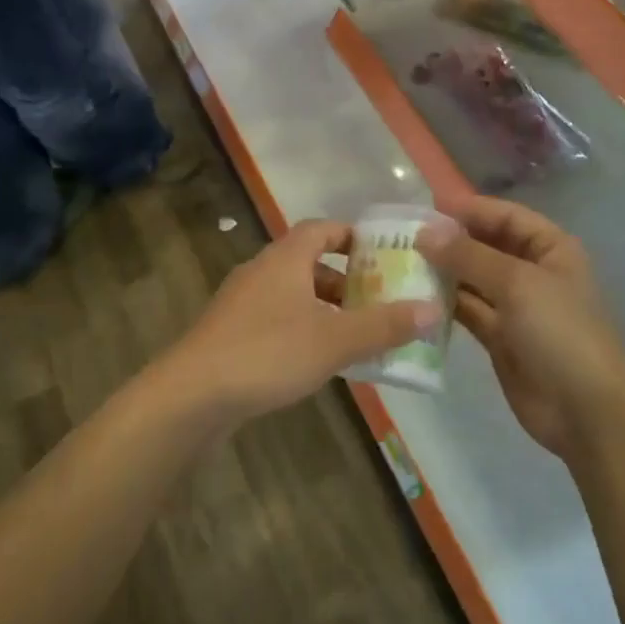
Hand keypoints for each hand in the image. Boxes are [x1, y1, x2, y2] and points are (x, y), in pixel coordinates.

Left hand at [155, 220, 438, 426]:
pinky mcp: (230, 333)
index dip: (353, 236)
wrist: (191, 394)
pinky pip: (276, 319)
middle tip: (379, 300)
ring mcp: (241, 302)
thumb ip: (384, 325)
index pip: (323, 228)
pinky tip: (318, 360)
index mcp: (285, 258)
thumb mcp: (335, 340)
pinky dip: (303, 328)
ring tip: (356, 334)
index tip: (383, 254)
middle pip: (310, 262)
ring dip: (325, 308)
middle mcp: (261, 271)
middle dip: (346, 279)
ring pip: (293, 293)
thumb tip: (433, 309)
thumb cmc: (267, 353)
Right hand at [419, 199, 624, 459]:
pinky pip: (467, 310)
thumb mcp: (517, 283)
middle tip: (403, 235)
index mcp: (550, 248)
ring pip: (473, 279)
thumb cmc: (560, 333)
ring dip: (442, 271)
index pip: (505, 216)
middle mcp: (532, 272)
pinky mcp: (499, 337)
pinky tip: (414, 296)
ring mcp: (515, 306)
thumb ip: (469, 255)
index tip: (424, 207)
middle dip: (450, 240)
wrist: (586, 411)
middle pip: (486, 245)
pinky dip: (444, 303)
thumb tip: (425, 231)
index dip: (468, 209)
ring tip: (400, 262)